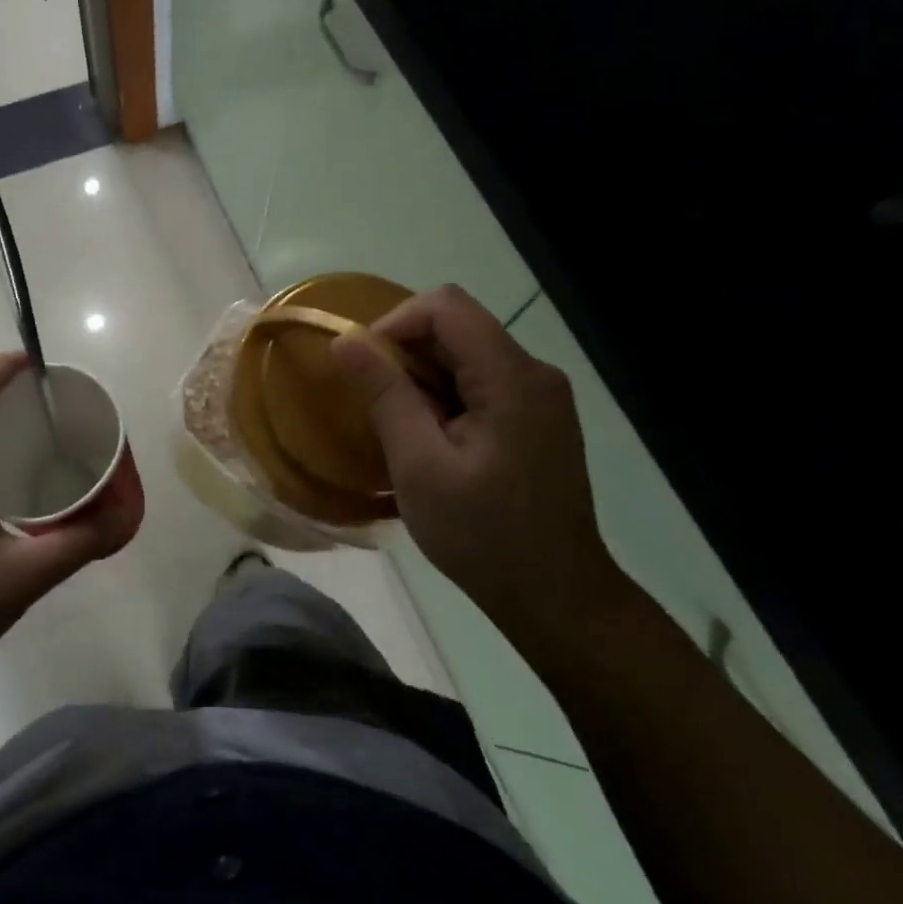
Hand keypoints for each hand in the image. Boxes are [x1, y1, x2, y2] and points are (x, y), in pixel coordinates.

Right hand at [331, 285, 626, 648]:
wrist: (557, 597)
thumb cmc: (484, 535)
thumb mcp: (419, 466)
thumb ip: (385, 395)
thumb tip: (346, 340)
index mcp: (512, 377)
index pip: (446, 306)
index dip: (396, 322)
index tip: (367, 368)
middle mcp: (534, 372)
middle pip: (457, 327)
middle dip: (407, 356)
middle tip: (380, 409)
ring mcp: (541, 395)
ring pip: (466, 354)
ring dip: (424, 379)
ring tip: (404, 431)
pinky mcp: (538, 417)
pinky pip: (481, 381)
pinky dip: (446, 396)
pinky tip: (434, 441)